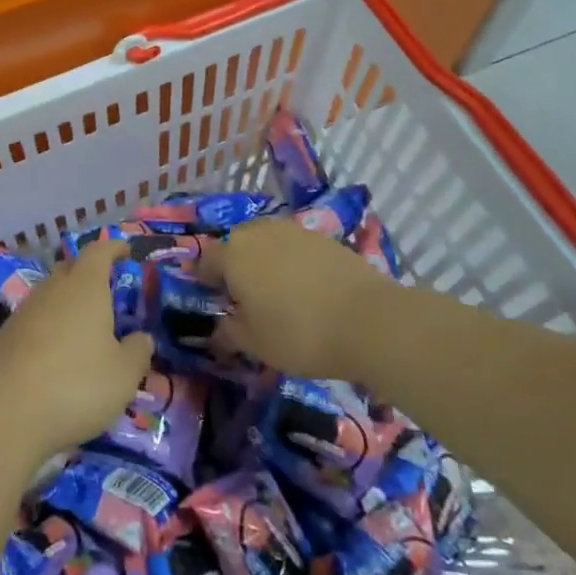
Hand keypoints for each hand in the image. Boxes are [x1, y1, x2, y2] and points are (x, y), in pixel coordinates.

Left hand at [0, 241, 154, 459]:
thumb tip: (142, 338)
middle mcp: (51, 290)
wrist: (1, 414)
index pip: (98, 252)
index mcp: (84, 287)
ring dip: (67, 303)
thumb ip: (137, 352)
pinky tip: (56, 355)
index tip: (124, 250)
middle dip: (88, 273)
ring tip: (84, 327)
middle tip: (107, 290)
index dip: (112, 248)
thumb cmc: (75, 385)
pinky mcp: (3, 338)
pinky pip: (33, 321)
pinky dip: (48, 328)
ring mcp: (23, 313)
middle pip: (70, 269)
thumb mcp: (123, 375)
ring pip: (50, 296)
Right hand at [197, 219, 385, 378]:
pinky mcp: (323, 237)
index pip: (206, 260)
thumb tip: (218, 328)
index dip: (205, 280)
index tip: (214, 301)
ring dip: (265, 262)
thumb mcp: (255, 344)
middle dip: (235, 267)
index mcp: (233, 254)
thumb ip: (229, 332)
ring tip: (276, 293)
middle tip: (245, 298)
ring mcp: (293, 230)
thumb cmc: (299, 333)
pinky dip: (292, 263)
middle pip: (237, 245)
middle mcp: (259, 232)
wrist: (370, 320)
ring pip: (267, 242)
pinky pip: (294, 247)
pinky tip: (305, 288)